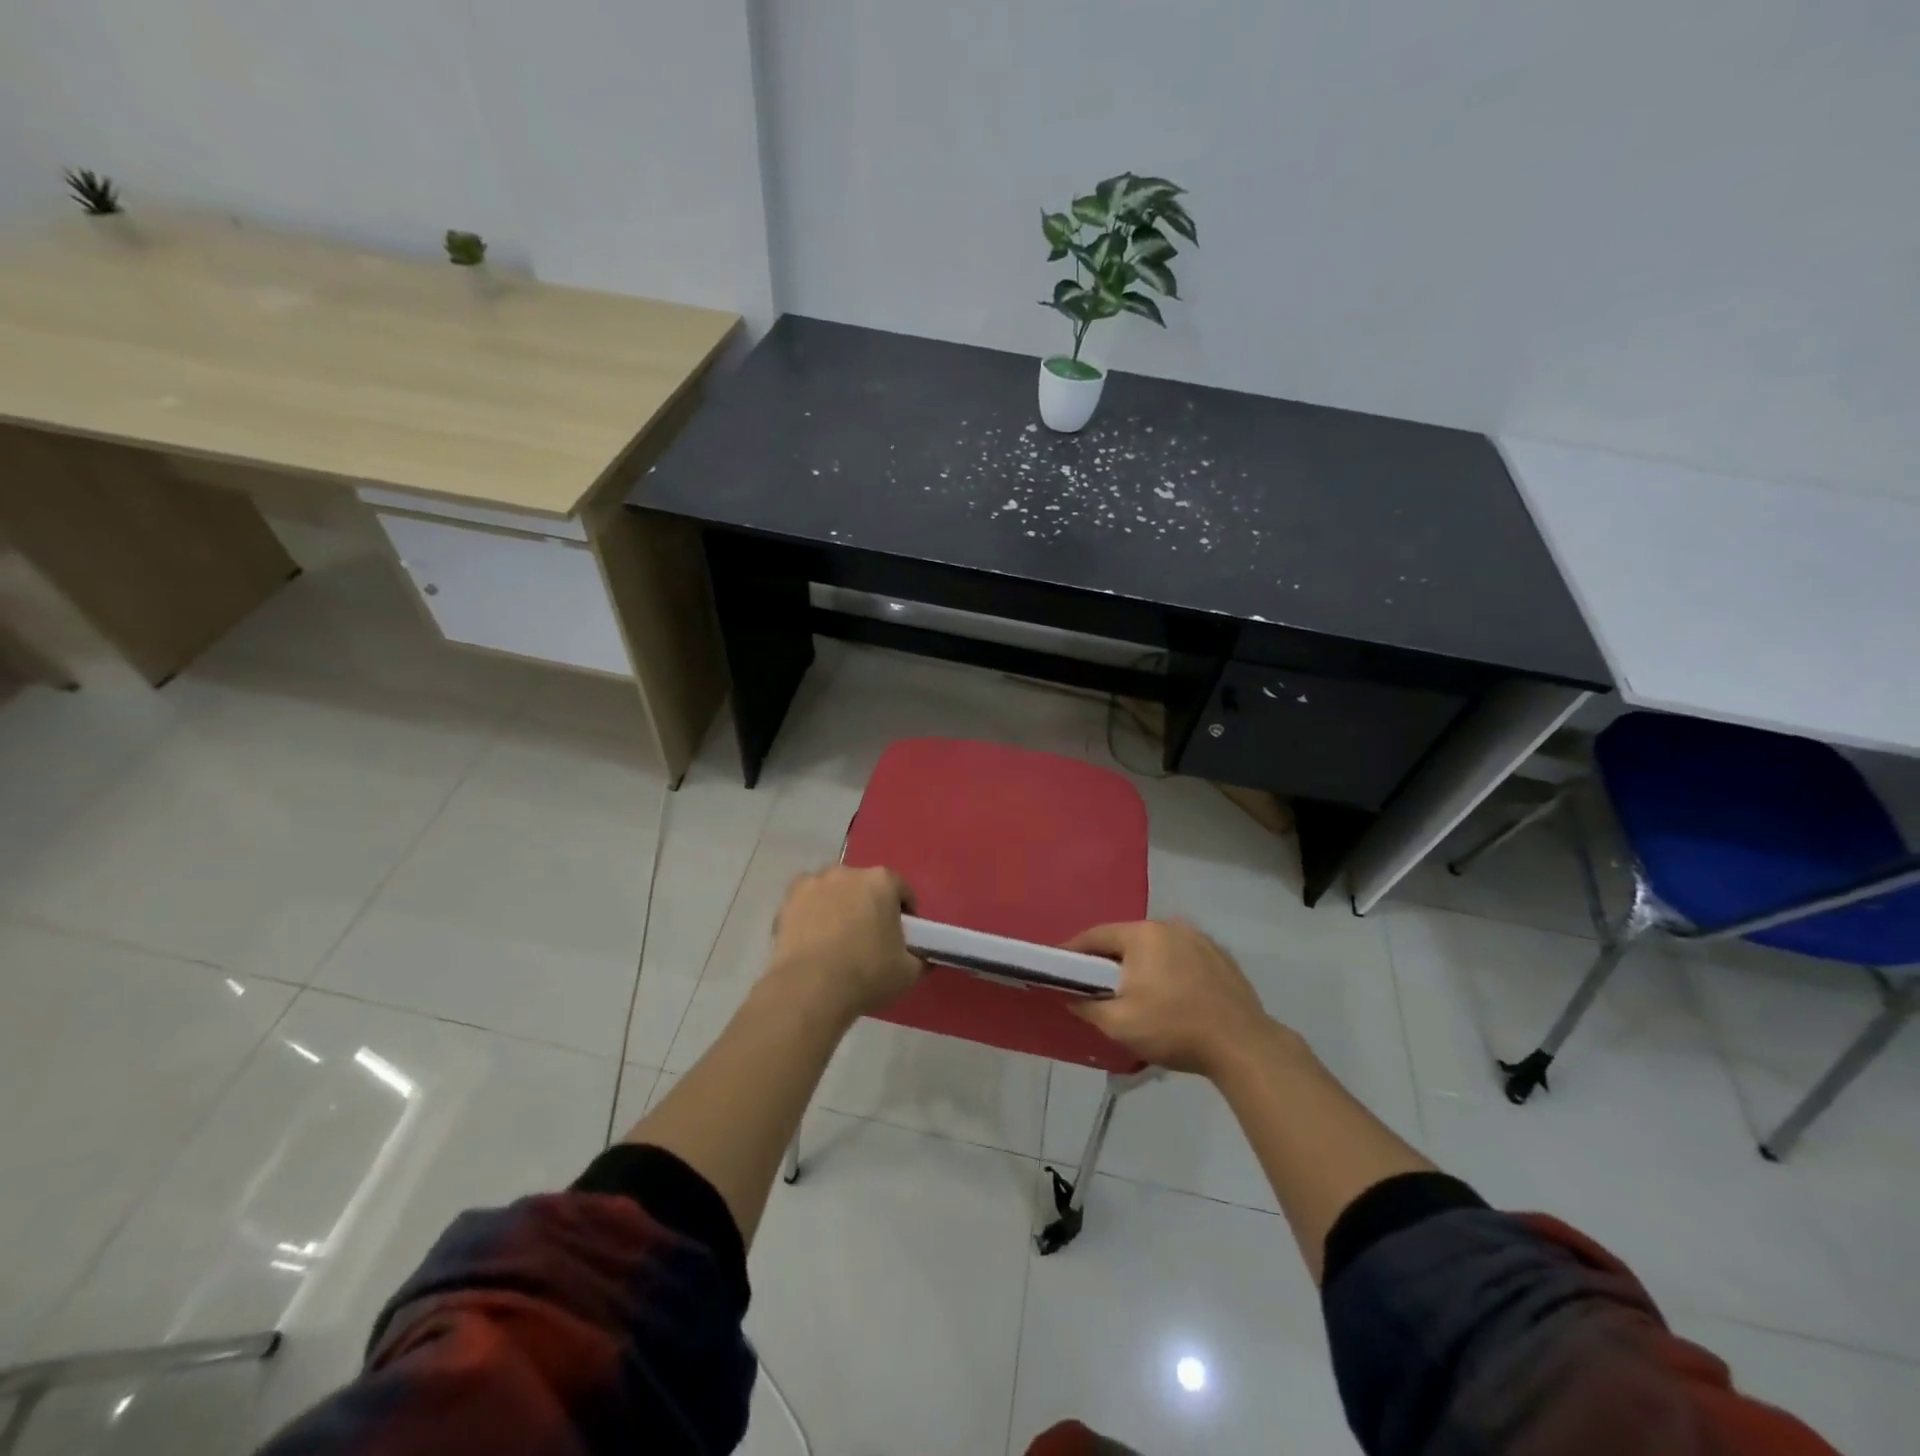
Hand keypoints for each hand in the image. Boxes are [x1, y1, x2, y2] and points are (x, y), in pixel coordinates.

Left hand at [764, 864, 923, 1020]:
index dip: (905, 914)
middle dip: (869, 906)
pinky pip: (807, 901)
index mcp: (882, 881)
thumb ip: (920, 959)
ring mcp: (815, 882)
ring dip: (838, 906)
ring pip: (834, 890)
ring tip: (836, 939)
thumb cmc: (866, 974)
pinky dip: (811, 913)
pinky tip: (812, 938)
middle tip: (869, 938)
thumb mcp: (908, 973)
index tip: (902, 937)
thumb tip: (923, 958)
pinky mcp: (788, 899)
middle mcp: (848, 872)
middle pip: (865, 887)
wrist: (810, 988)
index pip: (901, 891)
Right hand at [1065, 919, 1282, 1077]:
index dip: (1074, 951)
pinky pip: (1182, 957)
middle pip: (1127, 939)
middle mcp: (1170, 925)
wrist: (1242, 1045)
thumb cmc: (1173, 1028)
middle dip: (1109, 959)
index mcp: (1142, 934)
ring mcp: (1199, 938)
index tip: (1060, 966)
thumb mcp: (1119, 1024)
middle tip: (1096, 983)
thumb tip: (1071, 996)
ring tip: (1136, 990)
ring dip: (1142, 964)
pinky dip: (1170, 970)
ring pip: (1157, 947)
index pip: (1096, 935)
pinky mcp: (1220, 956)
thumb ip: (1088, 1006)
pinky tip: (1172, 994)